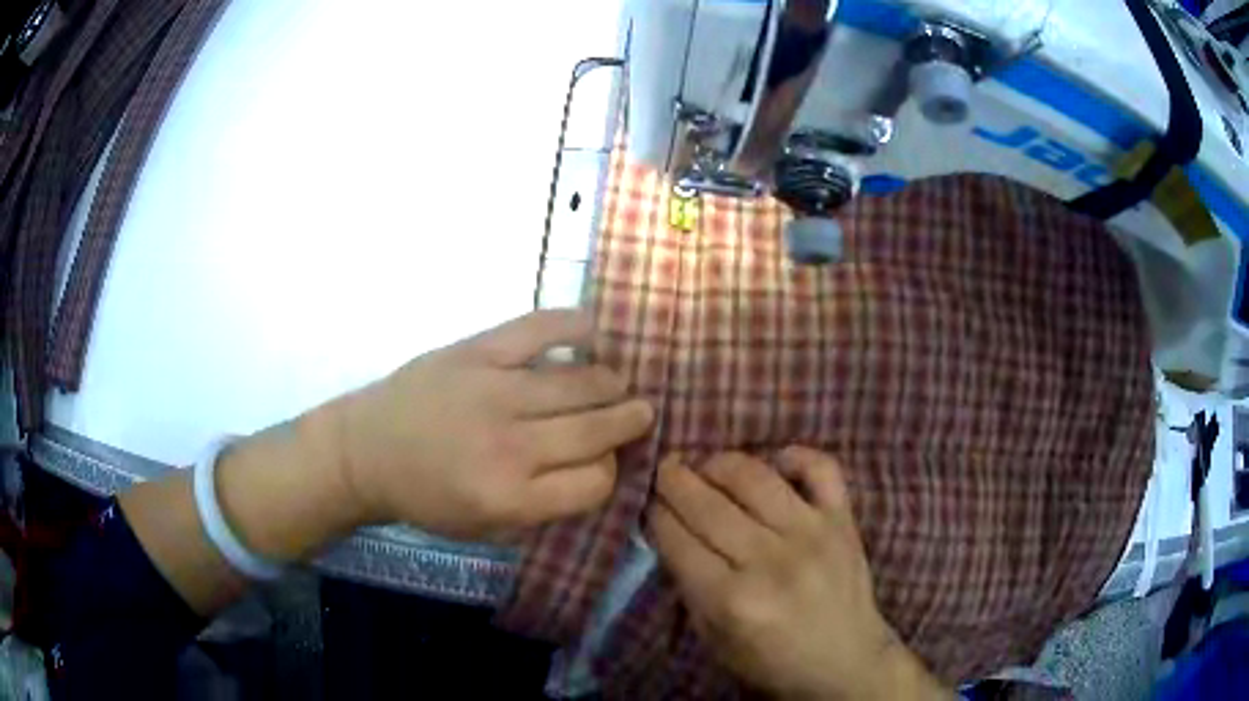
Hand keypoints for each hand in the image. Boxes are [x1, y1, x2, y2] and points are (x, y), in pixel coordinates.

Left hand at [330, 309, 654, 539]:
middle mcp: (511, 446)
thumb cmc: (426, 498)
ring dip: (611, 383)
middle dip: (630, 422)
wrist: (365, 451)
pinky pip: (540, 329)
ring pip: (582, 381)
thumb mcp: (485, 530)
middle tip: (641, 413)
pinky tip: (595, 331)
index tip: (606, 462)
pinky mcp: (478, 351)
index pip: (595, 482)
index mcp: (512, 499)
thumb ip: (544, 508)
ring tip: (617, 384)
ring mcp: (495, 391)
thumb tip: (599, 470)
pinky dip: (576, 326)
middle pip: (597, 431)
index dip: (610, 472)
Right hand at [647, 448, 947, 700]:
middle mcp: (771, 561)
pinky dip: (796, 455)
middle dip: (675, 481)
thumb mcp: (715, 640)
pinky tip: (775, 463)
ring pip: (755, 477)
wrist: (846, 661)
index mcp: (732, 600)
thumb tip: (671, 534)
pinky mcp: (843, 520)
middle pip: (708, 505)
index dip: (655, 514)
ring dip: (721, 463)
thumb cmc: (773, 660)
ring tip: (707, 466)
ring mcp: (812, 534)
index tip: (647, 501)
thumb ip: (690, 588)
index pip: (678, 540)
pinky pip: (821, 467)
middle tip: (664, 469)